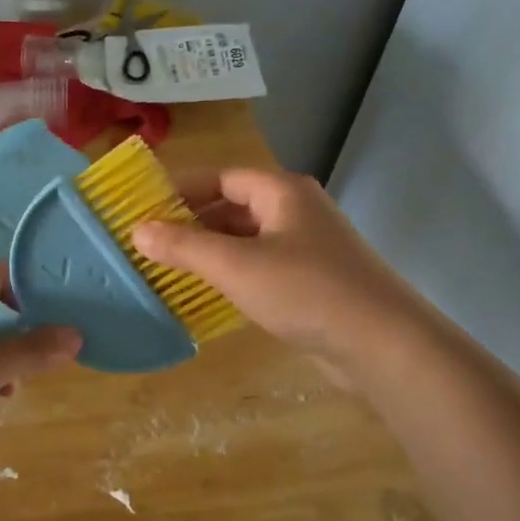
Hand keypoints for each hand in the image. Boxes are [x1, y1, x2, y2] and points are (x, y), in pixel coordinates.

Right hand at [131, 168, 417, 384]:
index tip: (144, 208)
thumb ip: (184, 246)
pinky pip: (261, 268)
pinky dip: (232, 275)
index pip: (221, 176)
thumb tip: (137, 230)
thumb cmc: (305, 291)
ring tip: (169, 270)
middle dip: (192, 223)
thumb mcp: (235, 265)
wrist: (382, 344)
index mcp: (282, 191)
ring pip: (247, 240)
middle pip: (233, 207)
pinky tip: (208, 295)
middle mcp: (296, 211)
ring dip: (210, 252)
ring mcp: (307, 248)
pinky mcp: (312, 282)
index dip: (181, 189)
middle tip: (150, 244)